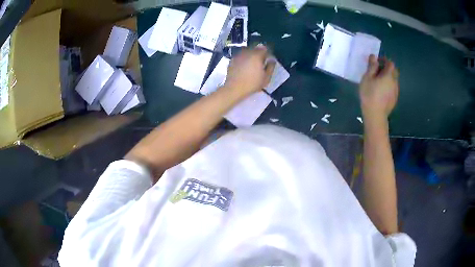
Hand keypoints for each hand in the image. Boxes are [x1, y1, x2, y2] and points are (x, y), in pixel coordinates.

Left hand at [223, 46, 275, 96]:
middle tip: (260, 63)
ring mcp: (238, 55)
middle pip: (255, 49)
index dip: (267, 54)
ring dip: (250, 56)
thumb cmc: (252, 84)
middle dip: (259, 54)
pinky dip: (243, 59)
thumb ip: (271, 67)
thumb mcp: (266, 78)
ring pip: (247, 51)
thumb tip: (272, 60)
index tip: (268, 60)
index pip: (264, 49)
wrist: (234, 88)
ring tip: (252, 65)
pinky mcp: (232, 59)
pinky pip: (240, 56)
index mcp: (257, 55)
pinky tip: (244, 67)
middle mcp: (247, 52)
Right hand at [359, 55, 398, 121]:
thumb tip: (374, 56)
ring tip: (378, 81)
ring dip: (388, 78)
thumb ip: (372, 66)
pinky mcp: (394, 99)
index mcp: (389, 75)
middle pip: (394, 71)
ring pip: (394, 80)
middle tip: (378, 71)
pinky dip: (388, 86)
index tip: (377, 61)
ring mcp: (395, 92)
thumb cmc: (370, 94)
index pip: (390, 63)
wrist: (375, 115)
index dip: (384, 60)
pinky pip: (393, 88)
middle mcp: (395, 82)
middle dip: (387, 69)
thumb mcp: (367, 78)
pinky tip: (381, 90)